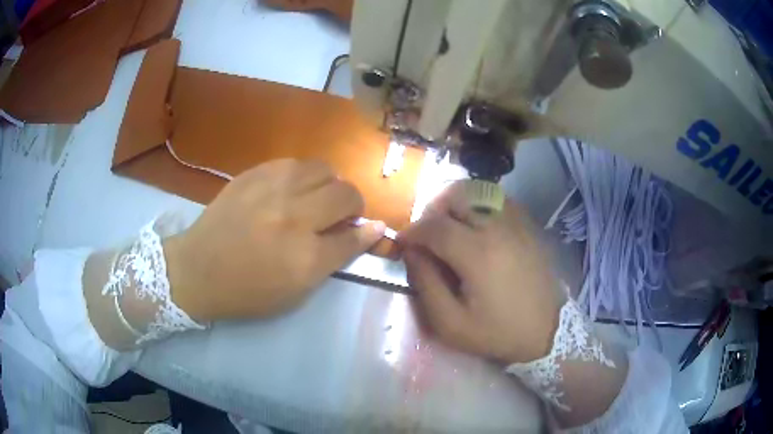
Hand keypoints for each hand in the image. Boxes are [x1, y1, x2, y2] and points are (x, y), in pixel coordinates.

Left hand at [165, 159, 384, 320]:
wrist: (197, 270)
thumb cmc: (247, 291)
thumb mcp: (296, 291)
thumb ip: (334, 259)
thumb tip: (369, 231)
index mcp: (305, 258)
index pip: (354, 236)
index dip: (369, 232)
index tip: (374, 228)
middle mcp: (293, 218)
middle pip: (346, 194)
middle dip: (353, 205)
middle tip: (339, 216)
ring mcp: (271, 190)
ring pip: (324, 169)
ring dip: (329, 185)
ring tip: (315, 199)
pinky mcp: (253, 174)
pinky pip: (294, 163)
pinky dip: (303, 176)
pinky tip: (291, 190)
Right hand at [398, 182, 562, 363]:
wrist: (547, 330)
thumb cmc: (497, 331)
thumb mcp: (451, 323)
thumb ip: (425, 284)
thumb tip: (411, 252)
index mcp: (476, 253)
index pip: (434, 226)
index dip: (412, 231)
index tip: (404, 242)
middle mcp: (497, 228)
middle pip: (455, 199)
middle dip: (432, 212)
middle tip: (426, 234)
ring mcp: (516, 223)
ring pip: (477, 193)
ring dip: (456, 204)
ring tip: (450, 226)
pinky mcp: (528, 225)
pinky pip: (498, 200)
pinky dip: (480, 204)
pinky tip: (477, 224)